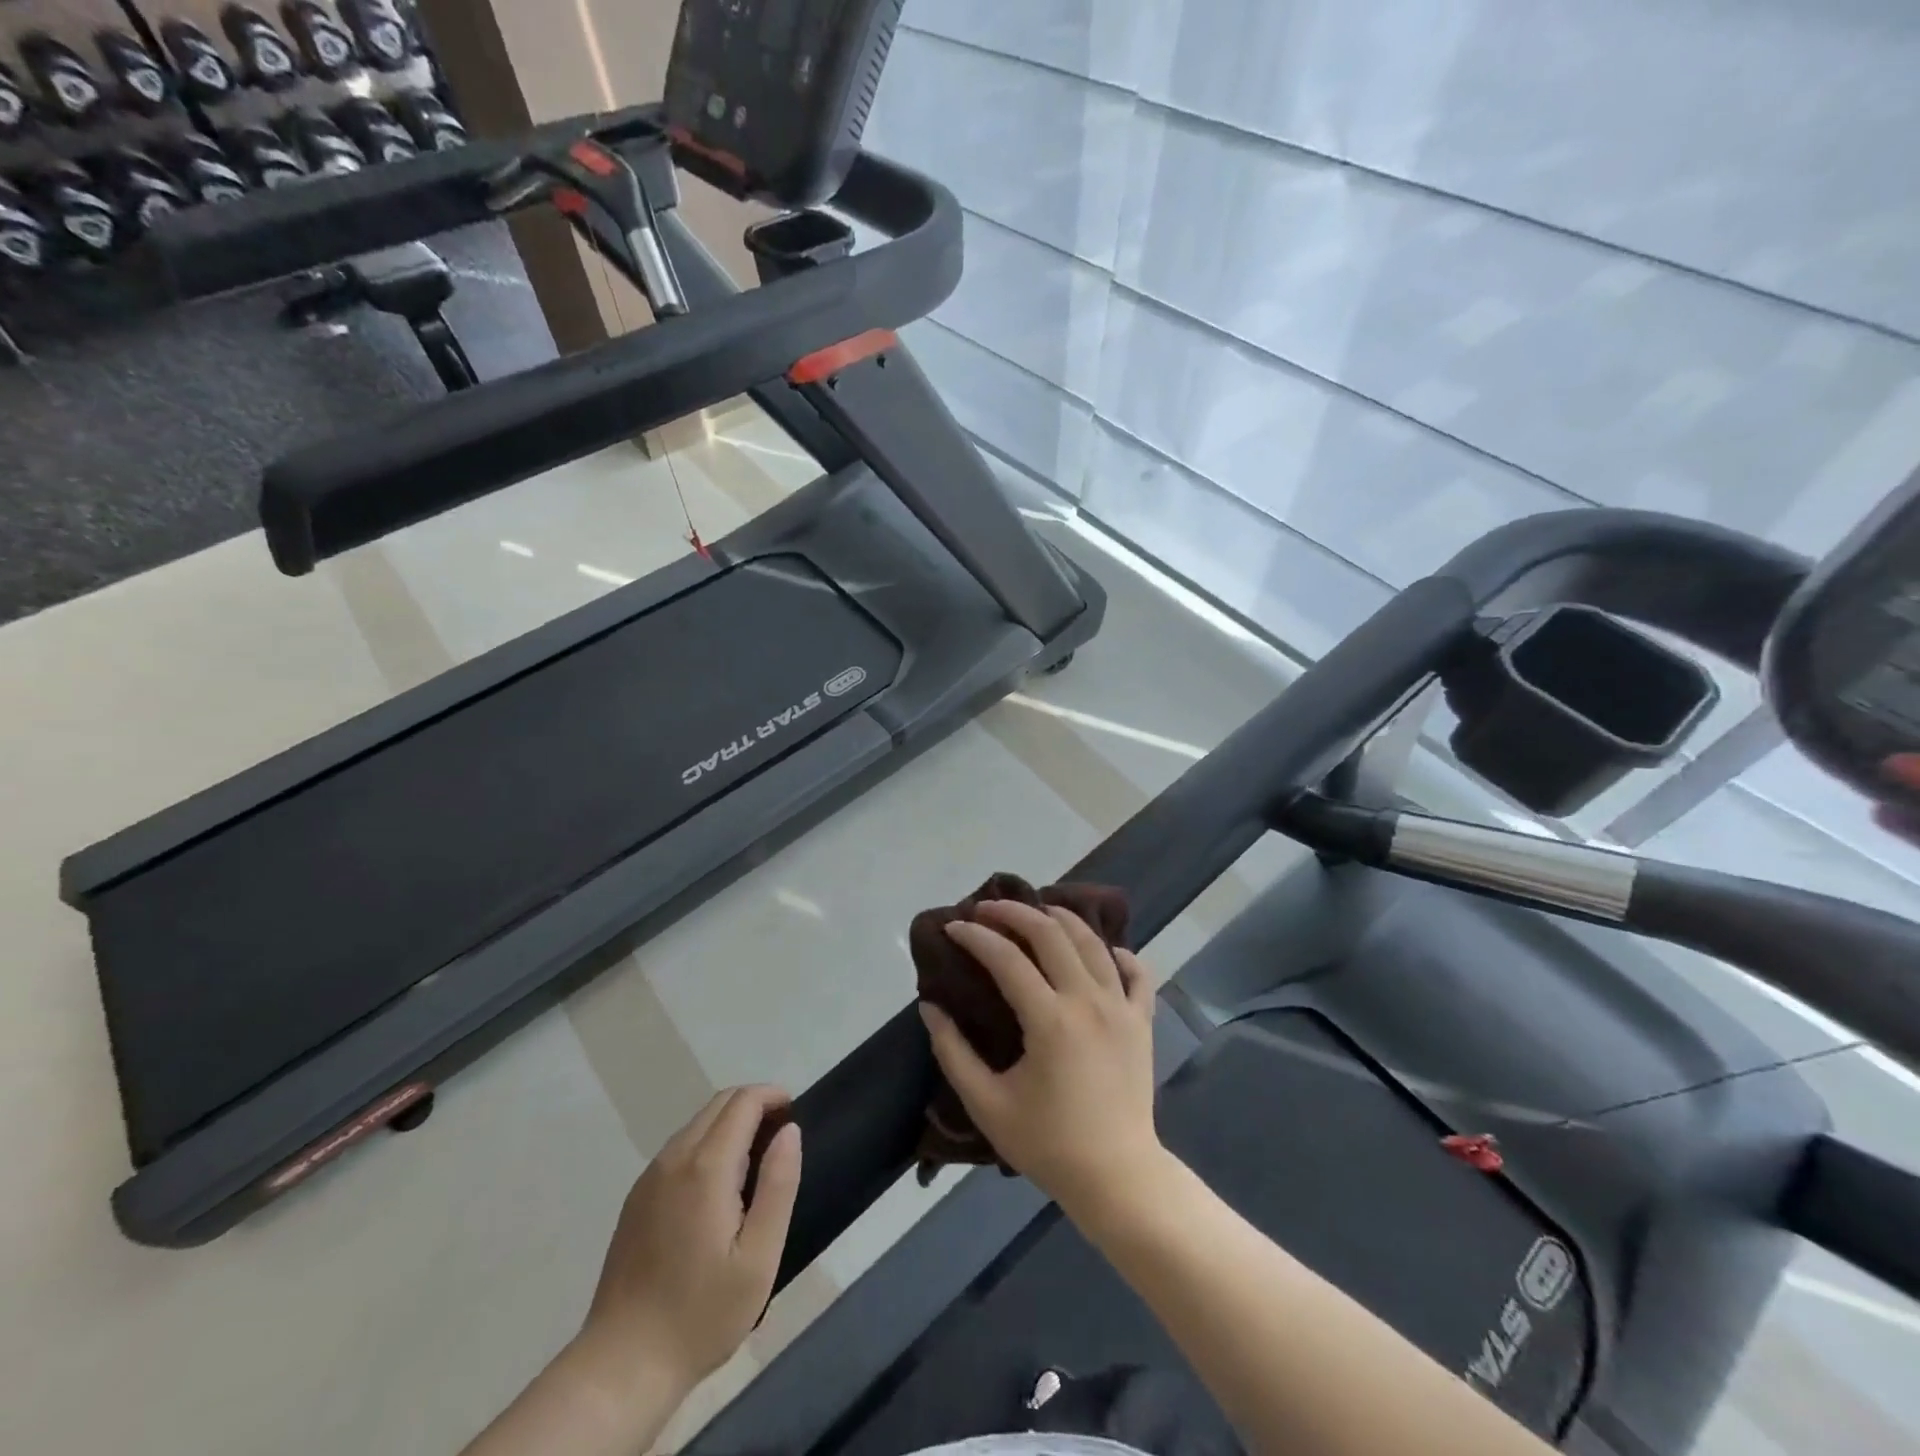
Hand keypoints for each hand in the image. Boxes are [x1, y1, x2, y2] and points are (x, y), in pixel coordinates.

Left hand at [579, 1086, 802, 1395]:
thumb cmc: (701, 1314)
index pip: (743, 1102)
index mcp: (706, 1167)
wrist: (622, 1366)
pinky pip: (679, 1149)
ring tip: (756, 1161)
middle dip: (754, 1104)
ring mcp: (649, 1178)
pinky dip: (708, 1143)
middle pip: (719, 1103)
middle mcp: (674, 1159)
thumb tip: (790, 1131)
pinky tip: (719, 1187)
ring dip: (730, 1123)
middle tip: (780, 1136)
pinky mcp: (637, 1199)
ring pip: (697, 1124)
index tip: (794, 1114)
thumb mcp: (759, 1257)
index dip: (773, 1096)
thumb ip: (778, 1185)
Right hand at [919, 900, 1160, 1212]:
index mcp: (1051, 1020)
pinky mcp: (1142, 1020)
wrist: (1117, 1178)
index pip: (1006, 958)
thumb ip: (953, 1052)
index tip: (953, 927)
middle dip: (1013, 912)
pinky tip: (1098, 951)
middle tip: (986, 909)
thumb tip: (930, 1006)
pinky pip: (1136, 971)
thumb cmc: (1048, 1144)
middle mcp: (1089, 1000)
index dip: (975, 937)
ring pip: (1092, 941)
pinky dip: (1116, 952)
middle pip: (1051, 933)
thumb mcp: (987, 1104)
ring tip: (1034, 913)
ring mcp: (1121, 1007)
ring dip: (1060, 918)